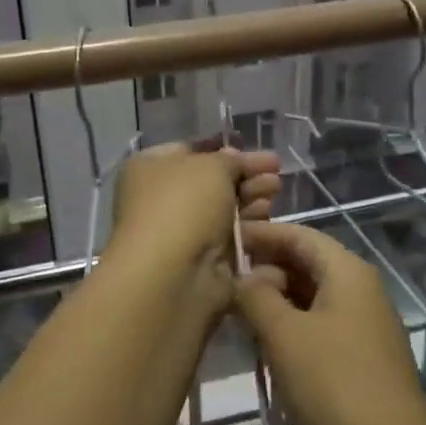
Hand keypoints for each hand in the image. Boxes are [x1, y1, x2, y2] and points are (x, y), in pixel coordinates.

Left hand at [105, 141, 281, 286]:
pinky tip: (268, 216)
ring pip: (223, 209)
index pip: (190, 151)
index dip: (223, 149)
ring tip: (276, 190)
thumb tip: (234, 160)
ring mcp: (181, 232)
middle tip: (276, 171)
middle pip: (211, 181)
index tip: (254, 149)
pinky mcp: (201, 260)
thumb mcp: (211, 166)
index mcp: (149, 168)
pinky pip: (229, 236)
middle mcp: (160, 198)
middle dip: (245, 174)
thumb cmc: (183, 206)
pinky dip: (248, 226)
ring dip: (251, 197)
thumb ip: (230, 159)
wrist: (173, 275)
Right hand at [233, 223, 425, 424]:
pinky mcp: (360, 361)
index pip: (299, 235)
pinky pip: (319, 329)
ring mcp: (363, 328)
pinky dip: (290, 329)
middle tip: (223, 285)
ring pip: (310, 299)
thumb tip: (242, 276)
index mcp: (348, 273)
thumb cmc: (333, 385)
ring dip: (274, 302)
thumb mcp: (283, 335)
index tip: (223, 238)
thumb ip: (255, 295)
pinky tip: (264, 347)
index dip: (261, 234)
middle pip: (306, 264)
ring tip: (235, 315)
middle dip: (264, 270)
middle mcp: (361, 292)